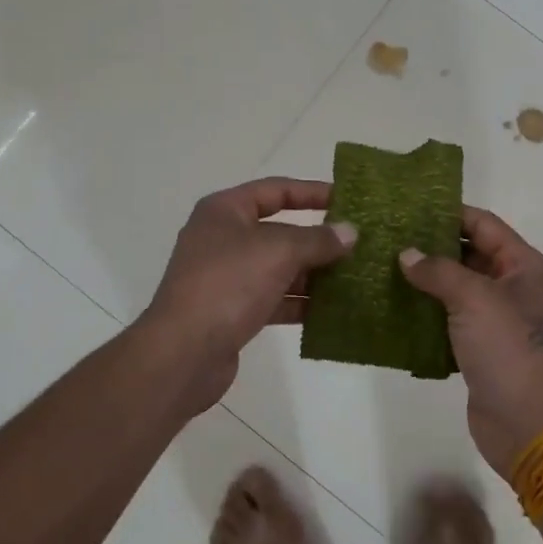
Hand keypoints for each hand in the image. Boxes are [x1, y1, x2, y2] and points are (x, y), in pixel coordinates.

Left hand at [139, 177, 356, 415]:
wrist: (182, 353)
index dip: (312, 192)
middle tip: (359, 244)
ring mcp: (227, 277)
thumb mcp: (278, 252)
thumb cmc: (228, 285)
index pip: (275, 190)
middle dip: (318, 239)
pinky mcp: (233, 311)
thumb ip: (318, 240)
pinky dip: (300, 302)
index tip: (348, 199)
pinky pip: (274, 299)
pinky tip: (333, 311)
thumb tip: (350, 232)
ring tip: (355, 278)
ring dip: (314, 273)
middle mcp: (223, 238)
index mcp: (225, 211)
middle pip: (280, 230)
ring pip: (279, 268)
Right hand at [398, 206, 542, 475]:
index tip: (410, 206)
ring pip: (457, 289)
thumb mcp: (475, 299)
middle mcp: (514, 288)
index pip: (484, 225)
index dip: (449, 213)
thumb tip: (407, 255)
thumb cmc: (510, 350)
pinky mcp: (481, 350)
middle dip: (432, 247)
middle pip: (470, 255)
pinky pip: (450, 321)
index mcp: (524, 267)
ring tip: (383, 267)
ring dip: (426, 281)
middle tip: (388, 236)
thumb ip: (439, 271)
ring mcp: (498, 321)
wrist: (531, 426)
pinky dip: (427, 314)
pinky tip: (394, 307)